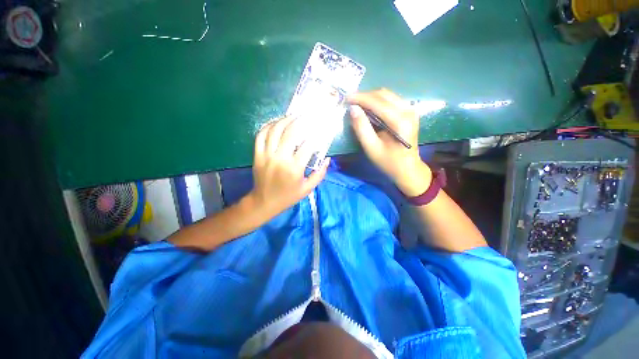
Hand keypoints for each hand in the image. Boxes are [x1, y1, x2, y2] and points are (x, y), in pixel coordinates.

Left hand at [248, 115, 329, 217]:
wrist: (264, 202)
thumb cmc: (288, 196)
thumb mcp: (307, 189)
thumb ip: (319, 174)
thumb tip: (327, 159)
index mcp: (294, 168)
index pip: (307, 146)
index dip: (316, 135)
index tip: (320, 129)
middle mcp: (280, 159)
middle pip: (290, 133)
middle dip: (300, 121)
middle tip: (307, 115)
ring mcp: (266, 155)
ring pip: (274, 130)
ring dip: (285, 120)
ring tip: (293, 115)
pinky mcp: (257, 155)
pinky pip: (260, 135)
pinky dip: (268, 126)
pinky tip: (276, 122)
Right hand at [348, 89, 431, 196]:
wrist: (408, 168)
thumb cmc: (388, 162)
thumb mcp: (371, 148)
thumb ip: (361, 128)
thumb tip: (352, 109)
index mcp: (400, 121)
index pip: (377, 102)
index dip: (360, 98)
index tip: (345, 98)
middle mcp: (408, 110)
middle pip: (383, 94)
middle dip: (364, 96)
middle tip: (350, 102)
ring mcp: (410, 109)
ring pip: (387, 95)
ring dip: (370, 97)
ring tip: (357, 105)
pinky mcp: (409, 112)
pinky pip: (391, 100)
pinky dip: (378, 101)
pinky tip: (369, 109)